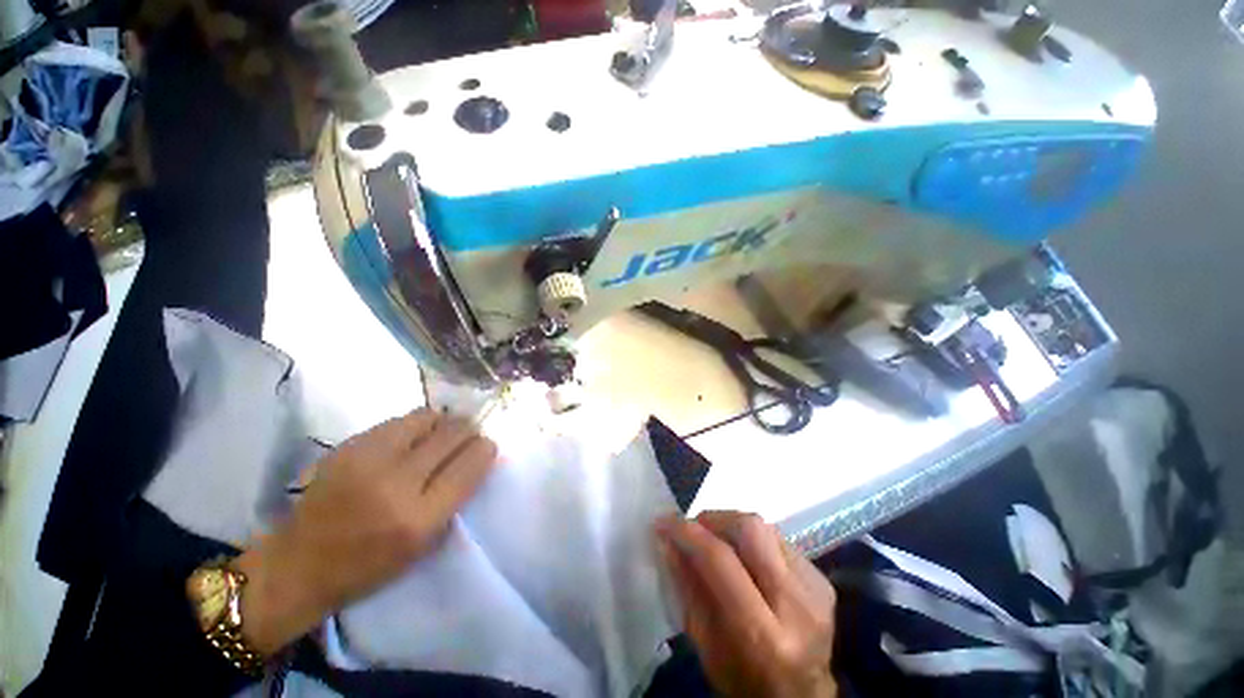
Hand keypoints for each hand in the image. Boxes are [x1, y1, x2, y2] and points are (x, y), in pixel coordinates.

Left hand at [230, 409, 498, 654]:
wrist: (298, 565)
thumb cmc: (369, 565)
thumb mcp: (424, 544)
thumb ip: (455, 496)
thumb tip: (479, 455)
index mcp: (418, 519)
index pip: (470, 464)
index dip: (486, 449)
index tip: (487, 447)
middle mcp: (396, 483)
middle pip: (453, 434)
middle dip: (470, 430)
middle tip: (469, 436)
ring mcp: (368, 460)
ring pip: (428, 418)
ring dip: (444, 423)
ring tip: (441, 434)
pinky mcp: (348, 446)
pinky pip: (399, 420)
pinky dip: (416, 425)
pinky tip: (413, 438)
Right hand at [655, 511, 836, 697]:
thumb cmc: (744, 682)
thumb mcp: (705, 646)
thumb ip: (687, 588)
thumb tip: (667, 540)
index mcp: (764, 636)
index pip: (721, 560)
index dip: (687, 533)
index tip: (664, 522)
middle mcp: (796, 605)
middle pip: (751, 529)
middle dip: (714, 519)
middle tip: (694, 528)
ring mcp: (815, 589)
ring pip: (765, 527)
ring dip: (732, 526)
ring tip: (716, 540)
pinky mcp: (822, 579)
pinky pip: (779, 539)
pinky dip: (753, 540)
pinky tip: (745, 557)